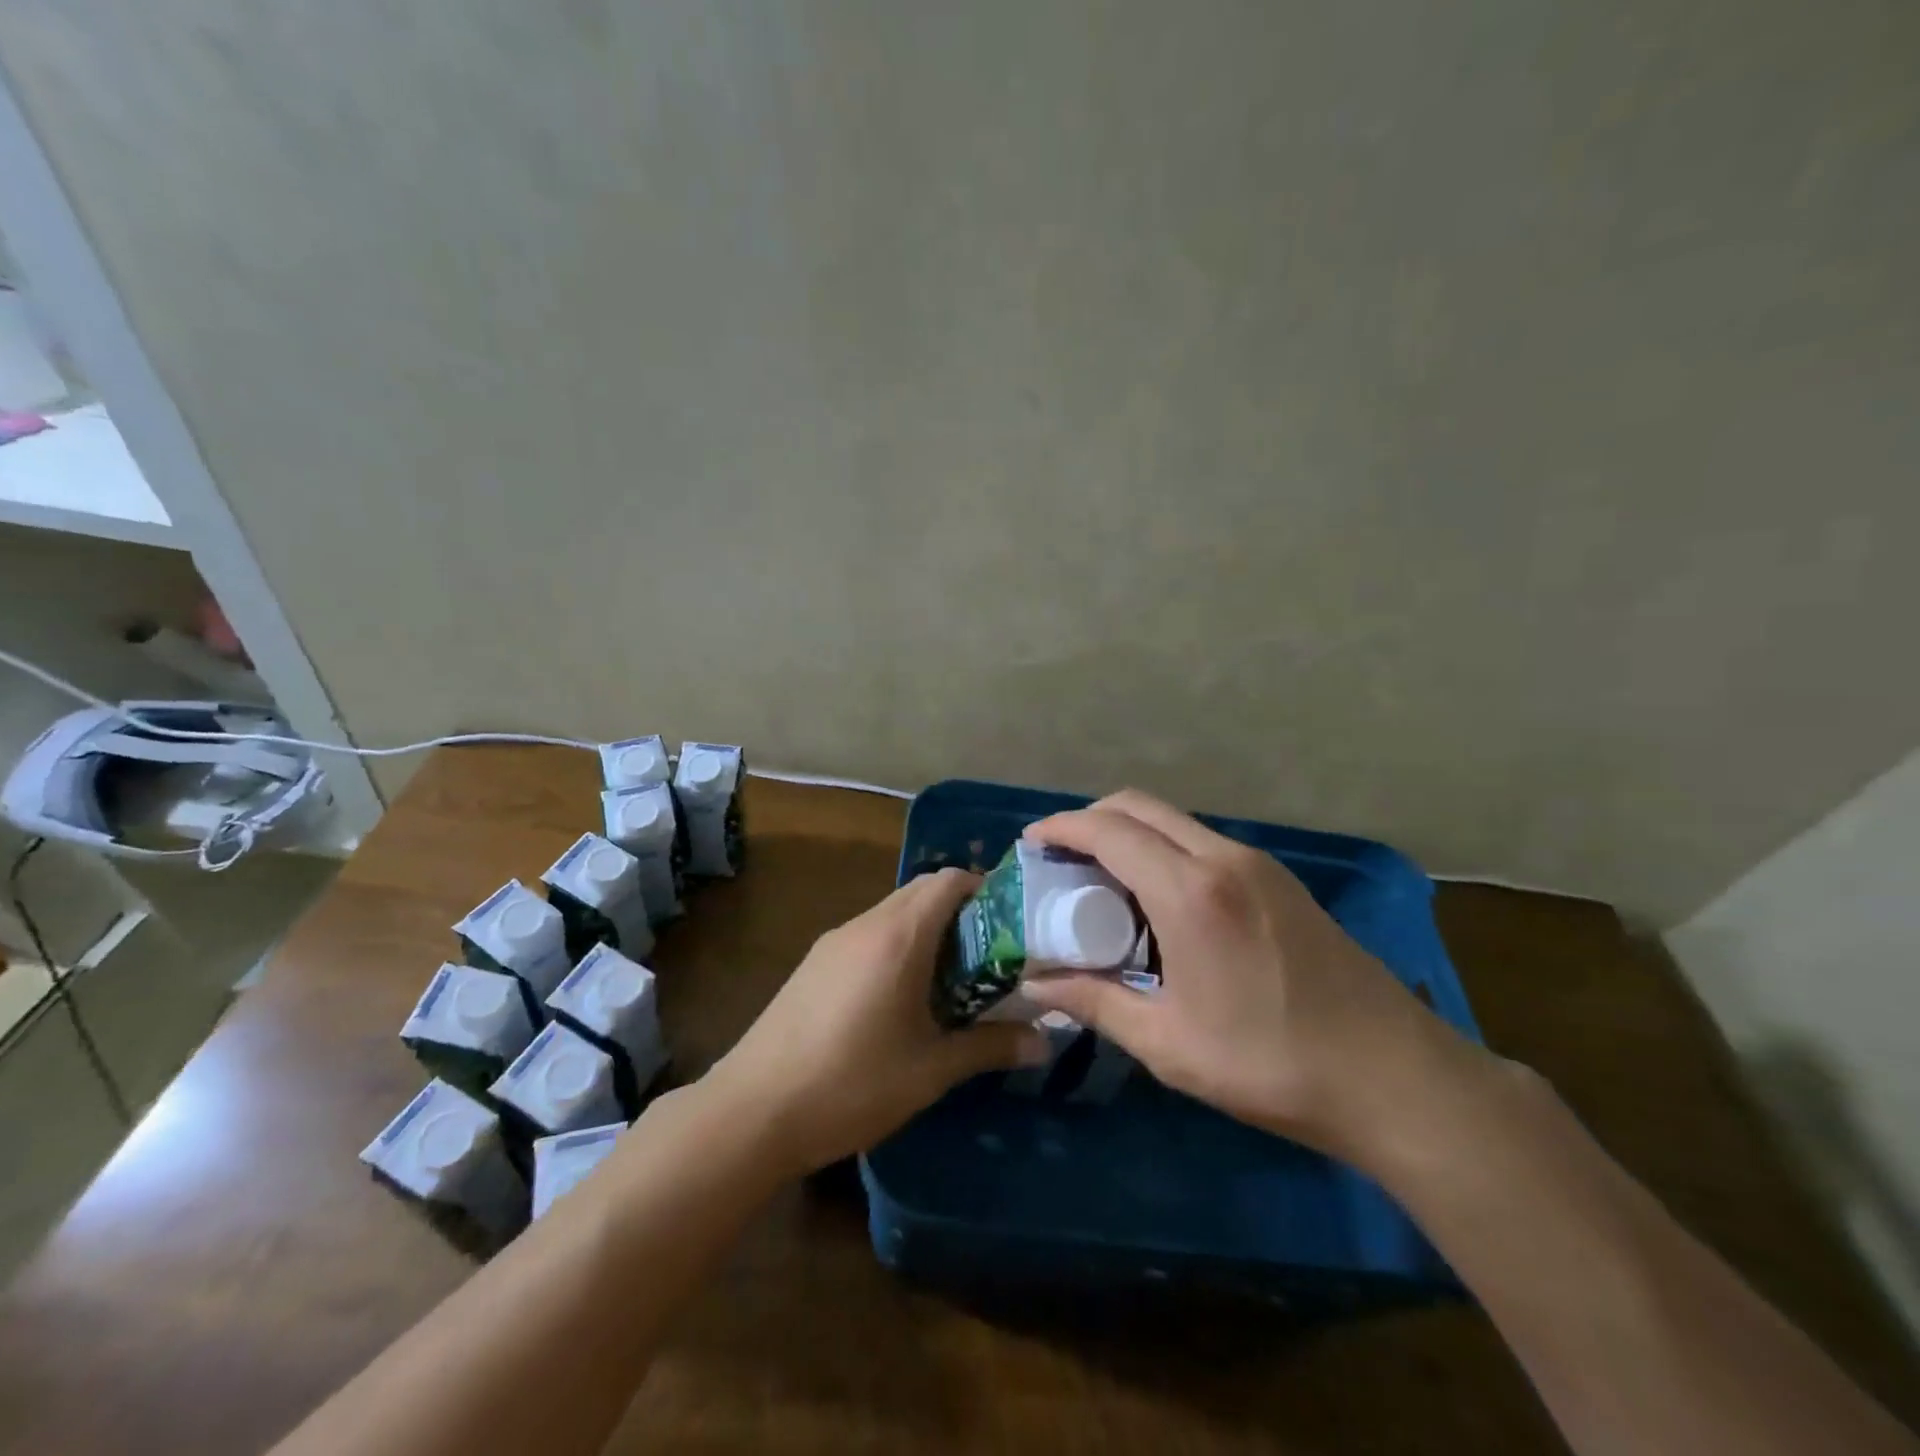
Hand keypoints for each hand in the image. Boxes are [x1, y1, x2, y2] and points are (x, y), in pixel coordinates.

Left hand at [705, 868, 1050, 1176]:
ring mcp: (834, 941)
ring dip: (926, 930)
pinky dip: (896, 945)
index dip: (985, 890)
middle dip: (960, 911)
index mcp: (899, 936)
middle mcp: (865, 924)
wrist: (753, 1109)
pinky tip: (900, 997)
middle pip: (921, 891)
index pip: (949, 880)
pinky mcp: (813, 963)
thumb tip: (1046, 1042)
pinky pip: (867, 934)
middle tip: (989, 956)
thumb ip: (990, 1047)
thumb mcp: (930, 1069)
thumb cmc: (852, 1083)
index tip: (1011, 925)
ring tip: (950, 980)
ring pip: (892, 913)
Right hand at [1018, 790, 1489, 1167]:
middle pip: (1139, 807)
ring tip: (1103, 882)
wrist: (1396, 1078)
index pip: (1108, 831)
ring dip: (1130, 834)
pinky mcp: (1280, 881)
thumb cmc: (1272, 1064)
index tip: (1030, 844)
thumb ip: (1096, 1004)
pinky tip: (1159, 901)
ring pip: (1174, 822)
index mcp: (1190, 892)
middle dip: (1091, 820)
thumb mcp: (1169, 1044)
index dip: (1061, 828)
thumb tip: (1036, 985)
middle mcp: (1223, 859)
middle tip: (1061, 859)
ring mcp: (1258, 865)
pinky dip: (1164, 850)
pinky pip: (1203, 842)